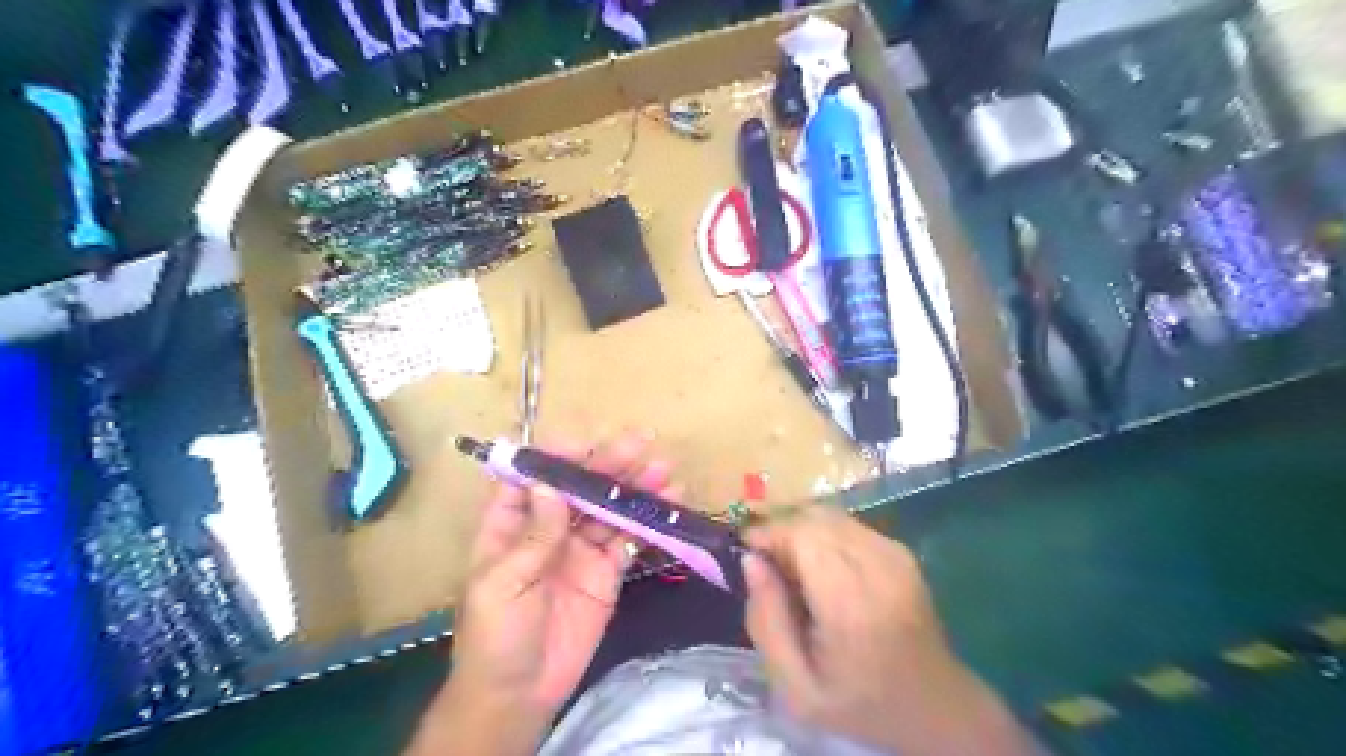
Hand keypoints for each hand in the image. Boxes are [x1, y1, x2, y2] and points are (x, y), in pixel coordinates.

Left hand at [407, 431, 679, 755]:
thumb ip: (533, 537)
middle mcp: (548, 527)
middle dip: (607, 465)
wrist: (520, 694)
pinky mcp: (607, 571)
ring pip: (609, 508)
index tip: (585, 444)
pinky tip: (668, 504)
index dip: (556, 457)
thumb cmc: (495, 636)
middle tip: (641, 445)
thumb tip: (551, 486)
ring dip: (635, 487)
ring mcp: (580, 548)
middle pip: (579, 487)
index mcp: (511, 524)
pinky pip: (628, 539)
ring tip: (662, 469)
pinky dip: (648, 521)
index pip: (532, 477)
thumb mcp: (502, 585)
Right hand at [736, 507, 1039, 754]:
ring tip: (792, 569)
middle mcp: (876, 565)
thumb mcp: (795, 687)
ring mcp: (894, 553)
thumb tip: (751, 560)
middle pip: (814, 518)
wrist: (936, 707)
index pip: (801, 534)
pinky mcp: (901, 550)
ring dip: (801, 531)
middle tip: (767, 566)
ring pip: (830, 516)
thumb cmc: (860, 703)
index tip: (746, 552)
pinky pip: (848, 525)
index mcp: (850, 603)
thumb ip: (765, 622)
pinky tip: (822, 569)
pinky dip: (823, 535)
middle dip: (781, 531)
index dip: (768, 533)